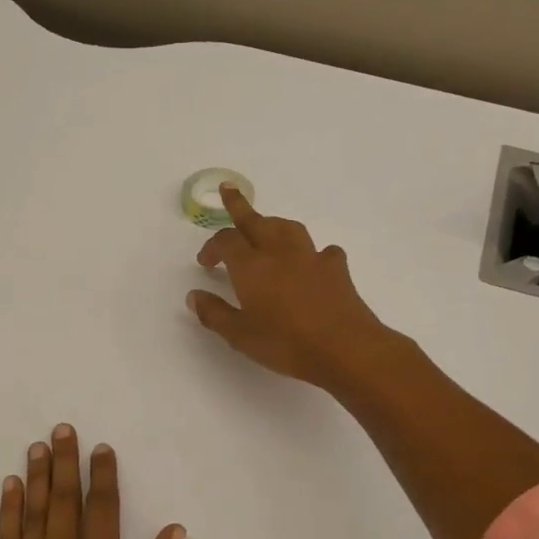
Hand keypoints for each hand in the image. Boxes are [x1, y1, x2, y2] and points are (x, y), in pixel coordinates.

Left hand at [0, 425, 185, 538]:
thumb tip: (173, 530)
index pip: (102, 509)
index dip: (103, 475)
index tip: (102, 448)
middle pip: (65, 501)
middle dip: (66, 462)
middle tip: (62, 429)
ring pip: (33, 514)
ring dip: (37, 477)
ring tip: (38, 446)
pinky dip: (7, 511)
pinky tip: (10, 488)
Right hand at [187, 185, 388, 389]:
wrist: (344, 347)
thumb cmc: (285, 342)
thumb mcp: (239, 335)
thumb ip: (214, 313)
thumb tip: (194, 295)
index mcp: (250, 266)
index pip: (225, 241)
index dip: (212, 247)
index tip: (205, 262)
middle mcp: (278, 252)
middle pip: (256, 220)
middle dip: (239, 205)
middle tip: (228, 190)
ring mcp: (310, 257)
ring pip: (288, 227)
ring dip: (272, 223)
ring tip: (266, 228)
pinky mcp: (336, 268)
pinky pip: (322, 250)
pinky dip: (311, 252)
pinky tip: (312, 262)